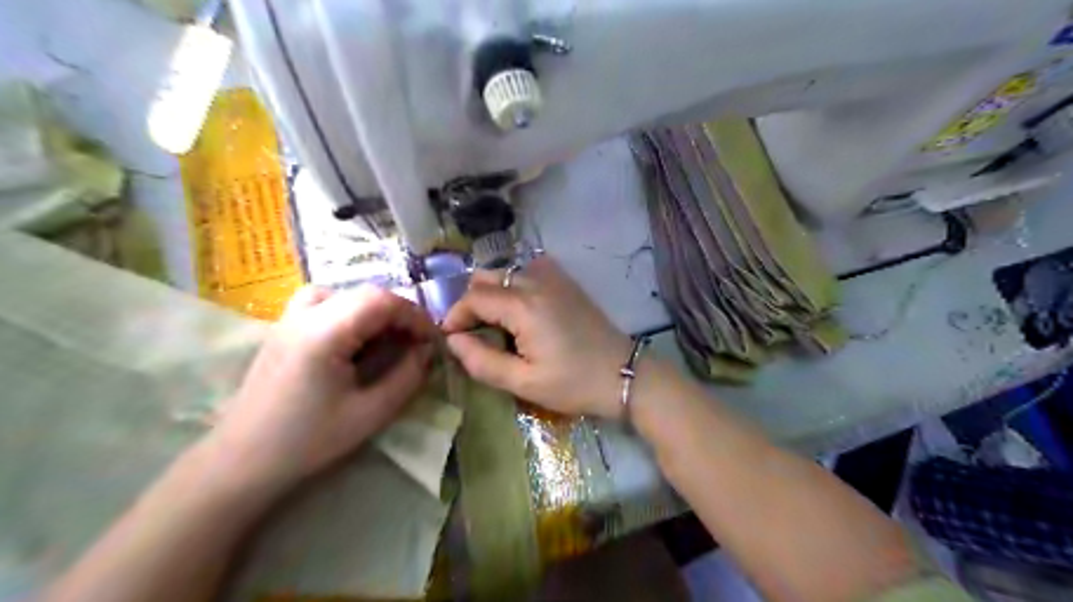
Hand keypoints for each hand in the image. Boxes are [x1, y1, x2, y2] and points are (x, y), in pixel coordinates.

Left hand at [209, 285, 434, 488]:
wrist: (242, 460)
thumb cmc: (308, 441)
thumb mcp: (370, 413)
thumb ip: (406, 377)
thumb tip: (427, 351)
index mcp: (324, 332)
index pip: (382, 300)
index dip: (415, 316)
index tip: (432, 342)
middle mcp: (304, 314)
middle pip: (365, 293)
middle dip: (398, 314)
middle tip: (414, 344)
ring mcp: (289, 318)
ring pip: (344, 293)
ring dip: (373, 311)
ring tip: (385, 339)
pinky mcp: (283, 328)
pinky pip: (323, 302)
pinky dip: (349, 311)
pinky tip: (353, 339)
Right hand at [443, 255, 630, 417]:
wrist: (623, 373)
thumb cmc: (574, 383)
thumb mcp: (524, 383)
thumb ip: (482, 362)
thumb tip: (453, 341)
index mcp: (523, 306)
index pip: (473, 298)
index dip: (455, 316)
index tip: (452, 340)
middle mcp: (535, 281)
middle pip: (486, 278)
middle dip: (471, 303)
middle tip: (473, 334)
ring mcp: (553, 277)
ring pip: (505, 272)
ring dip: (491, 293)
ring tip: (495, 325)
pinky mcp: (565, 281)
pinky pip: (528, 271)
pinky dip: (514, 286)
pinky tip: (520, 311)